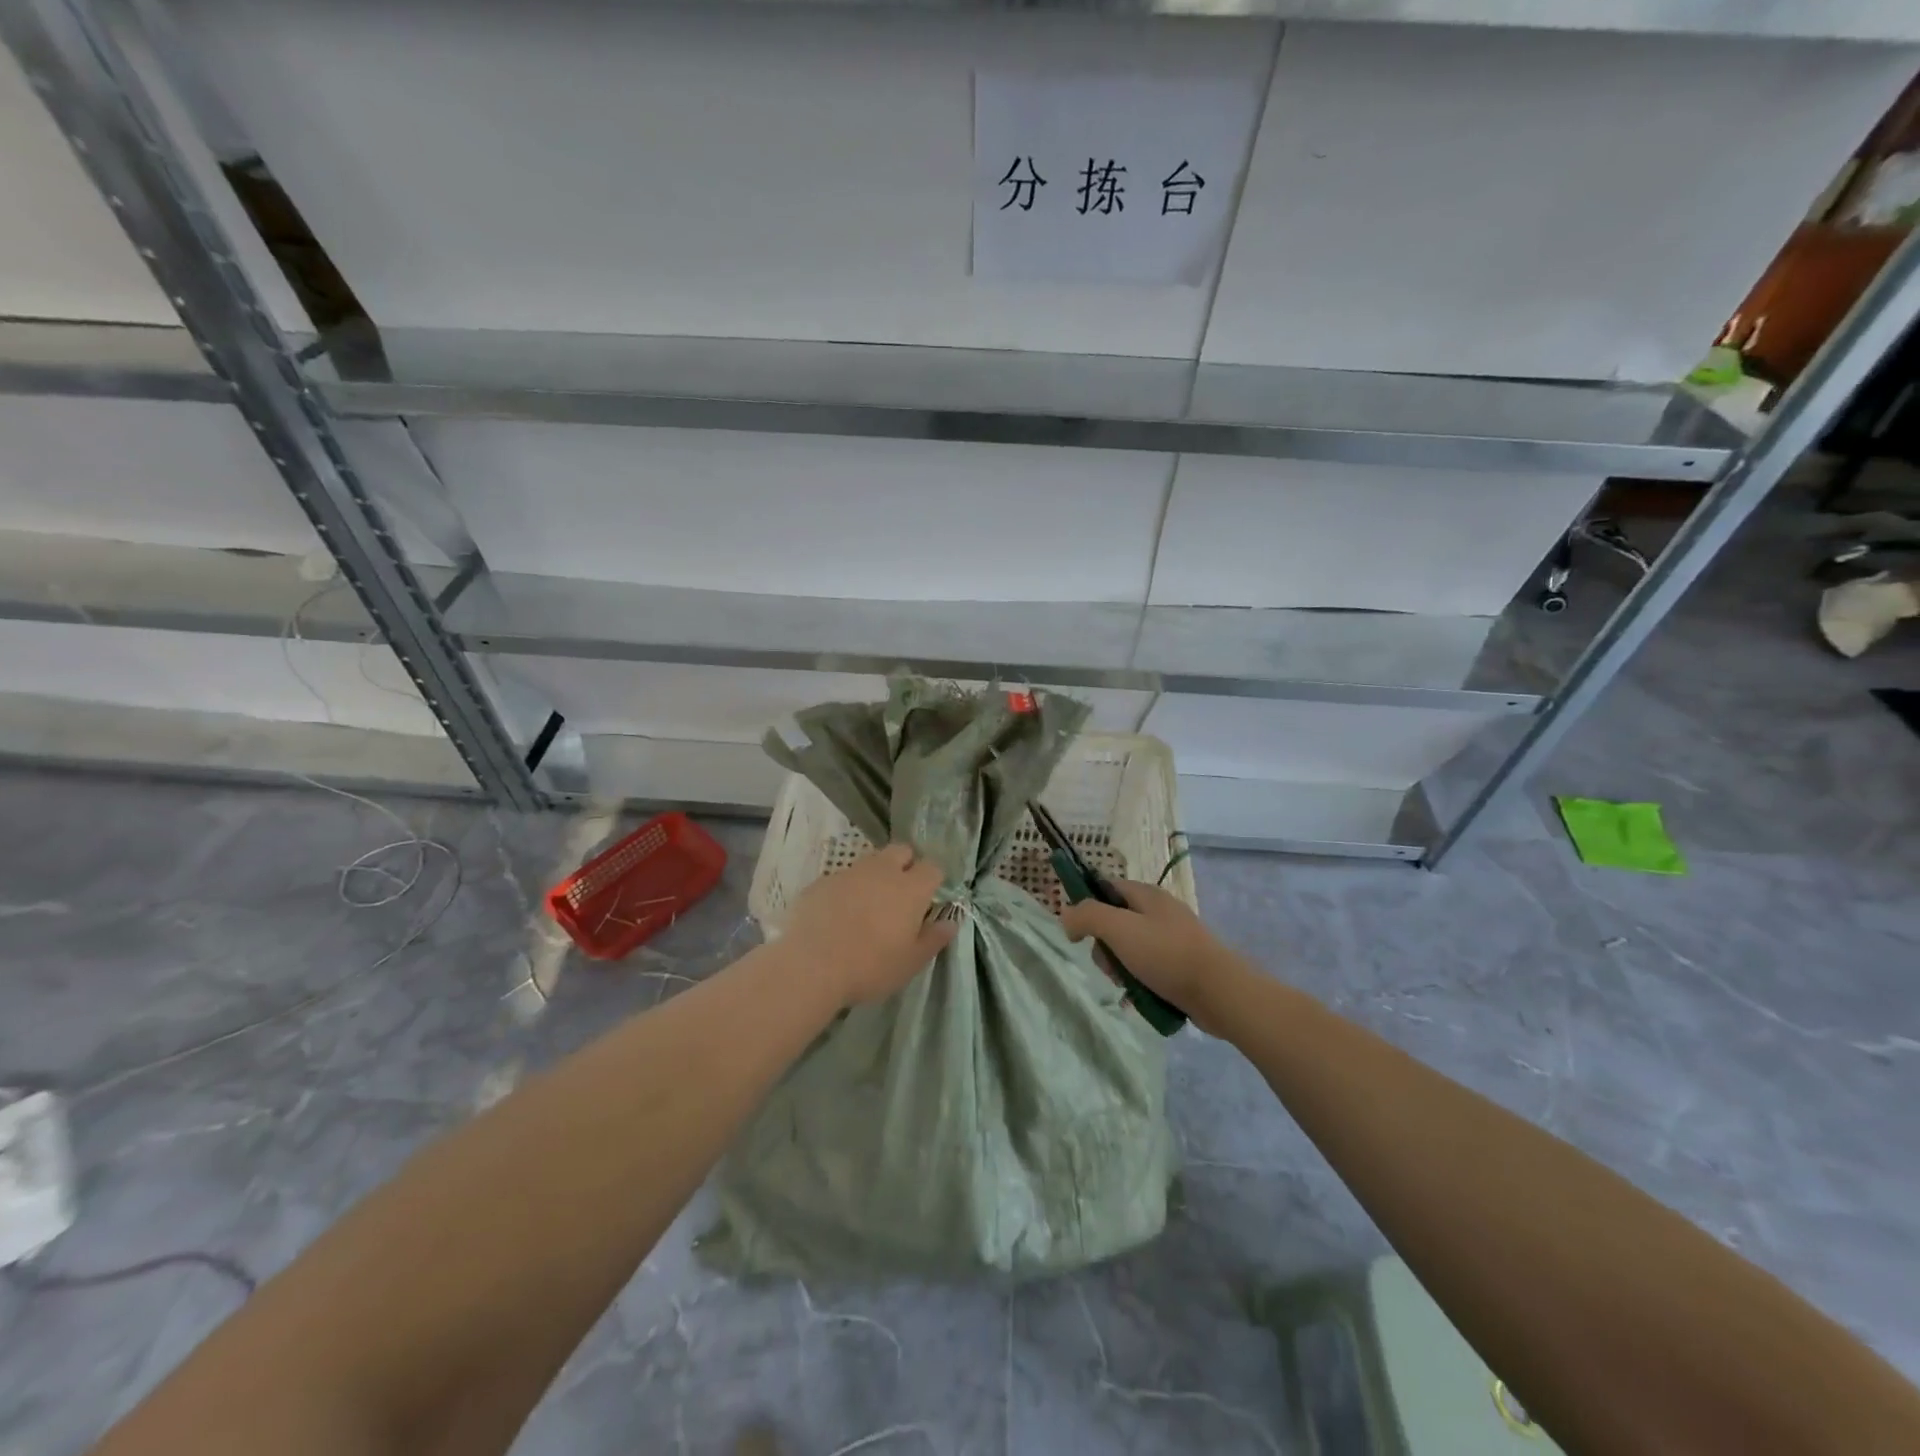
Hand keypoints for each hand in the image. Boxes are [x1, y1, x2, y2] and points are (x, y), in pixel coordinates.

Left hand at [781, 844, 957, 1006]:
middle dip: (906, 865)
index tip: (929, 898)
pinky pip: (842, 878)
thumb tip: (950, 922)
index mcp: (910, 888)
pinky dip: (846, 890)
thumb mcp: (910, 962)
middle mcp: (882, 871)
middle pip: (901, 851)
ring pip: (870, 862)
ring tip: (868, 906)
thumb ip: (934, 939)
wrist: (810, 965)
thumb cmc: (870, 967)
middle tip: (901, 895)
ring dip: (875, 876)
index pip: (932, 867)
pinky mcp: (822, 882)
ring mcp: (849, 873)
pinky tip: (837, 915)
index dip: (933, 880)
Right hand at [1059, 880, 1245, 1035]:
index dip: (1087, 904)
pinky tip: (1139, 997)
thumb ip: (1088, 916)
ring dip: (1120, 969)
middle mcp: (1160, 911)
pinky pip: (1149, 969)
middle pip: (1115, 922)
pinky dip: (1140, 982)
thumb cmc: (1166, 954)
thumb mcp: (1119, 929)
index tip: (1078, 932)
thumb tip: (1066, 916)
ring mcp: (1173, 939)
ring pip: (1130, 949)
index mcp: (1146, 895)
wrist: (1220, 992)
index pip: (1105, 887)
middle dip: (1104, 947)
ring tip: (1127, 986)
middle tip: (1110, 966)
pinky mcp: (1182, 965)